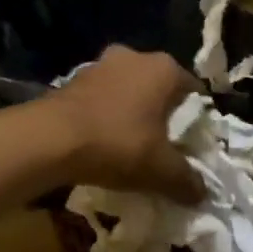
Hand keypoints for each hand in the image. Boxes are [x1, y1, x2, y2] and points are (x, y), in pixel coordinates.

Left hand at [48, 46, 203, 202]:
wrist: (50, 139)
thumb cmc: (118, 144)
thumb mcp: (161, 170)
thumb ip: (187, 181)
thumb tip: (202, 194)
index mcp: (164, 69)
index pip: (194, 91)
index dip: (196, 120)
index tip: (191, 144)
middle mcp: (135, 56)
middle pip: (158, 89)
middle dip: (161, 115)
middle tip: (162, 146)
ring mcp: (100, 65)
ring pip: (127, 91)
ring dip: (131, 114)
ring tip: (131, 146)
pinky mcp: (72, 80)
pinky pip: (100, 99)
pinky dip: (105, 116)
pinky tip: (102, 143)